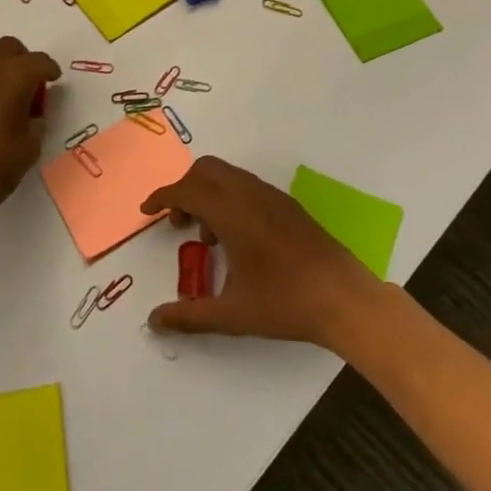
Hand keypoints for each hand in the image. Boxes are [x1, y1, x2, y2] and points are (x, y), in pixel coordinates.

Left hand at [0, 36, 59, 228]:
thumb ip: (37, 120)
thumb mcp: (31, 145)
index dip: (50, 70)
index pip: (39, 61)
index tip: (53, 80)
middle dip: (23, 60)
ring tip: (2, 84)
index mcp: (15, 75)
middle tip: (30, 83)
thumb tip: (34, 113)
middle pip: (10, 46)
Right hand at [140, 156, 384, 350]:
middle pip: (206, 170)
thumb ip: (189, 316)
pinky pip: (247, 186)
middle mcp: (250, 194)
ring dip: (208, 194)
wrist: (344, 298)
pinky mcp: (288, 205)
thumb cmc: (285, 303)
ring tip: (208, 238)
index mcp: (232, 212)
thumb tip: (154, 321)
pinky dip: (229, 199)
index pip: (187, 189)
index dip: (162, 196)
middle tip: (178, 224)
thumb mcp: (232, 314)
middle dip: (184, 189)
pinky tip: (238, 240)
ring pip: (228, 176)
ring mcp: (272, 196)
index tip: (147, 212)